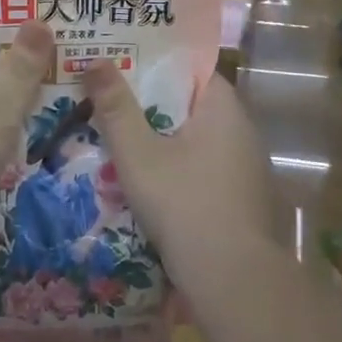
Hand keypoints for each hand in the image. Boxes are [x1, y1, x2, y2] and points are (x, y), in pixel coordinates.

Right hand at [81, 66, 276, 265]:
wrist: (233, 280)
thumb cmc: (185, 204)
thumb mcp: (138, 154)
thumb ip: (116, 108)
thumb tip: (94, 60)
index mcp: (225, 110)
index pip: (191, 70)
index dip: (156, 64)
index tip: (121, 64)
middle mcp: (243, 132)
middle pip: (191, 107)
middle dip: (152, 106)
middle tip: (109, 102)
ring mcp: (247, 169)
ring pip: (197, 142)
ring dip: (164, 142)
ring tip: (120, 140)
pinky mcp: (243, 201)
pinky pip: (204, 171)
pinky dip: (178, 170)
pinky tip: (149, 183)